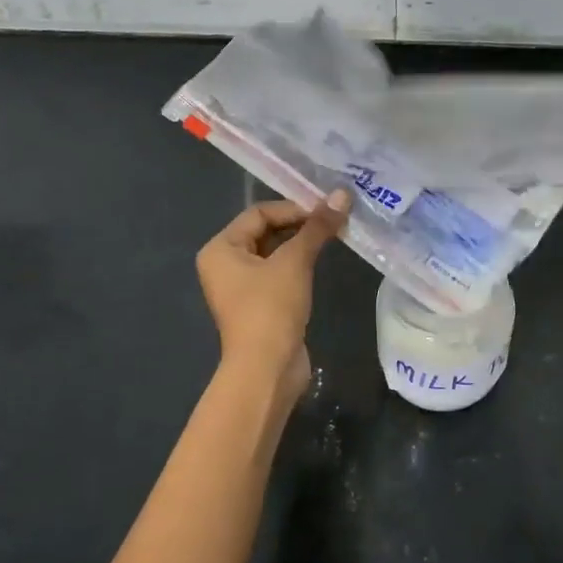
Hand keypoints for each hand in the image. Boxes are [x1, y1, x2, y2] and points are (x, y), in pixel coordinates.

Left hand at [196, 191, 350, 398]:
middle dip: (299, 225)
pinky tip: (321, 262)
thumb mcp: (295, 262)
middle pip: (265, 231)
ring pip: (274, 253)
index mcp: (220, 248)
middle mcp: (224, 264)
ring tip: (334, 237)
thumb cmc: (271, 308)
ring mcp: (241, 287)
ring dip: (302, 244)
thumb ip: (317, 227)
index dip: (293, 208)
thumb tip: (342, 194)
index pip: (259, 213)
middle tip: (334, 220)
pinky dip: (299, 265)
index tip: (327, 210)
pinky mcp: (259, 305)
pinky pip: (279, 274)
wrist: (266, 369)